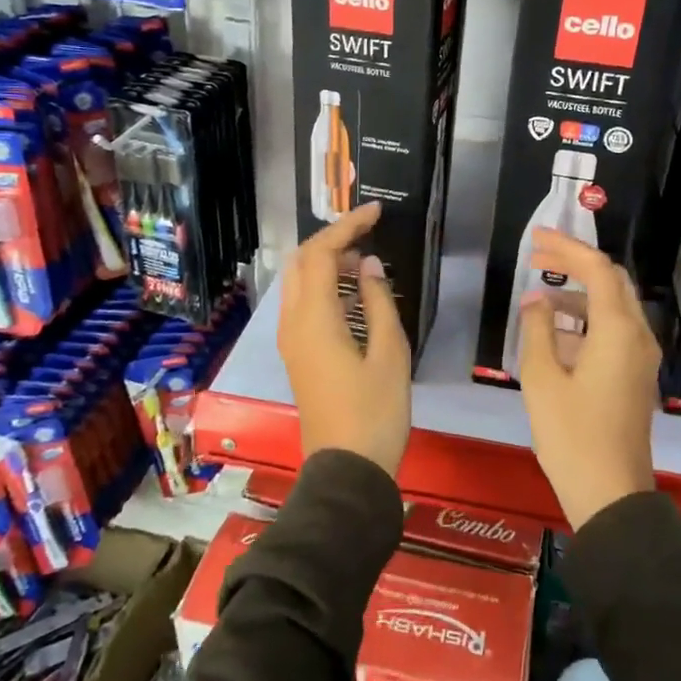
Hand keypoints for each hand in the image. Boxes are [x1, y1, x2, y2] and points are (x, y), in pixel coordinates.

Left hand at [278, 203, 411, 476]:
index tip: (377, 211)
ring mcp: (290, 340)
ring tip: (362, 254)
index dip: (348, 226)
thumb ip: (379, 302)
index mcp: (315, 318)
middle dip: (332, 238)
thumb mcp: (390, 353)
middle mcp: (293, 322)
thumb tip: (369, 266)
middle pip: (303, 262)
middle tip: (368, 230)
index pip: (323, 253)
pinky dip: (322, 284)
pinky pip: (302, 303)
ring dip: (325, 260)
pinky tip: (350, 290)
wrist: (347, 469)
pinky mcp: (297, 355)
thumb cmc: (375, 412)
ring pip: (298, 282)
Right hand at [516, 230, 658, 528]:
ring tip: (538, 294)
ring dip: (579, 293)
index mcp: (618, 331)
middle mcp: (638, 336)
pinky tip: (556, 330)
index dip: (567, 247)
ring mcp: (641, 358)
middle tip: (537, 256)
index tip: (536, 237)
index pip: (597, 270)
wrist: (611, 493)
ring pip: (613, 307)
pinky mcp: (636, 376)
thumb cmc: (572, 435)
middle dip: (575, 263)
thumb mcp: (542, 379)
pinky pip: (614, 331)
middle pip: (611, 282)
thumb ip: (538, 330)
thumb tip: (536, 300)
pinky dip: (586, 319)